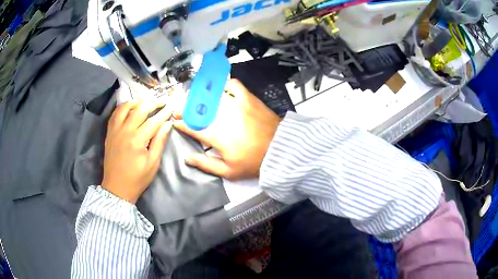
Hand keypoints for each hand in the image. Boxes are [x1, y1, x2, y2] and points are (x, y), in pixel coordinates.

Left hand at [102, 99, 171, 203]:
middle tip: (162, 101)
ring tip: (146, 101)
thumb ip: (159, 142)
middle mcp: (125, 131)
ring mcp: (115, 131)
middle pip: (139, 109)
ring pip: (125, 107)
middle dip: (153, 103)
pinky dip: (123, 107)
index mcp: (137, 140)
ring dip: (137, 101)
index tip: (171, 107)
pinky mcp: (109, 133)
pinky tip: (130, 107)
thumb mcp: (152, 163)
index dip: (164, 113)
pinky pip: (115, 114)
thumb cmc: (137, 178)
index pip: (153, 121)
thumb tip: (167, 125)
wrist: (117, 188)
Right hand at [174, 79, 279, 180]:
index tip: (175, 121)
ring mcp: (235, 104)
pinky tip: (221, 90)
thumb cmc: (253, 162)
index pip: (192, 126)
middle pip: (198, 108)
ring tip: (196, 98)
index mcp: (215, 135)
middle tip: (181, 108)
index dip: (181, 123)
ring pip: (212, 95)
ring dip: (201, 96)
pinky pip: (233, 85)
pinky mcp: (248, 98)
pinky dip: (224, 85)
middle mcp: (222, 116)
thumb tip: (187, 158)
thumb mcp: (228, 172)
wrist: (280, 149)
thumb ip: (205, 164)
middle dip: (186, 108)